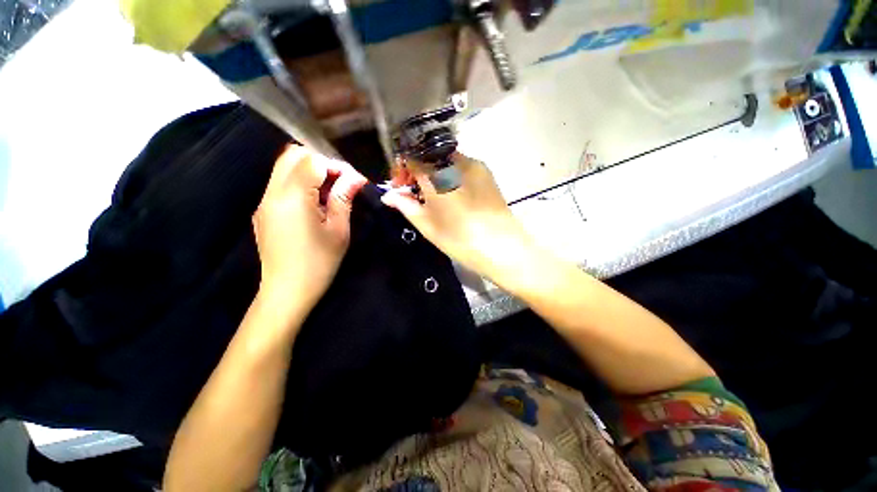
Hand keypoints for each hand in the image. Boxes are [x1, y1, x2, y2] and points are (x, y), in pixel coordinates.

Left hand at [253, 145, 366, 309]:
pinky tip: (315, 203)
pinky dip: (300, 183)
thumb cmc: (319, 263)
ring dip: (310, 171)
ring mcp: (264, 201)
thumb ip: (344, 198)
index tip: (354, 181)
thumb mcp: (338, 230)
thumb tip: (356, 178)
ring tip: (330, 192)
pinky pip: (280, 184)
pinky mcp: (263, 211)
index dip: (336, 166)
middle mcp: (272, 193)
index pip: (312, 161)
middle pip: (292, 156)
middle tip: (341, 181)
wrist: (287, 291)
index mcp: (293, 198)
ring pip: (284, 167)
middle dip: (321, 162)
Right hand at [381, 153, 531, 281]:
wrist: (504, 248)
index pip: (411, 158)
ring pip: (445, 160)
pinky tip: (453, 195)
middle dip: (417, 171)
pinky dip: (450, 175)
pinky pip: (461, 166)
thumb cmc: (461, 241)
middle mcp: (456, 162)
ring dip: (433, 173)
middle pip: (428, 156)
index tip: (401, 188)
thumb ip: (406, 206)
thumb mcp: (428, 226)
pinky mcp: (486, 172)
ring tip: (435, 197)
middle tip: (416, 194)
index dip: (402, 171)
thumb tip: (388, 196)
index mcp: (437, 176)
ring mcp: (474, 165)